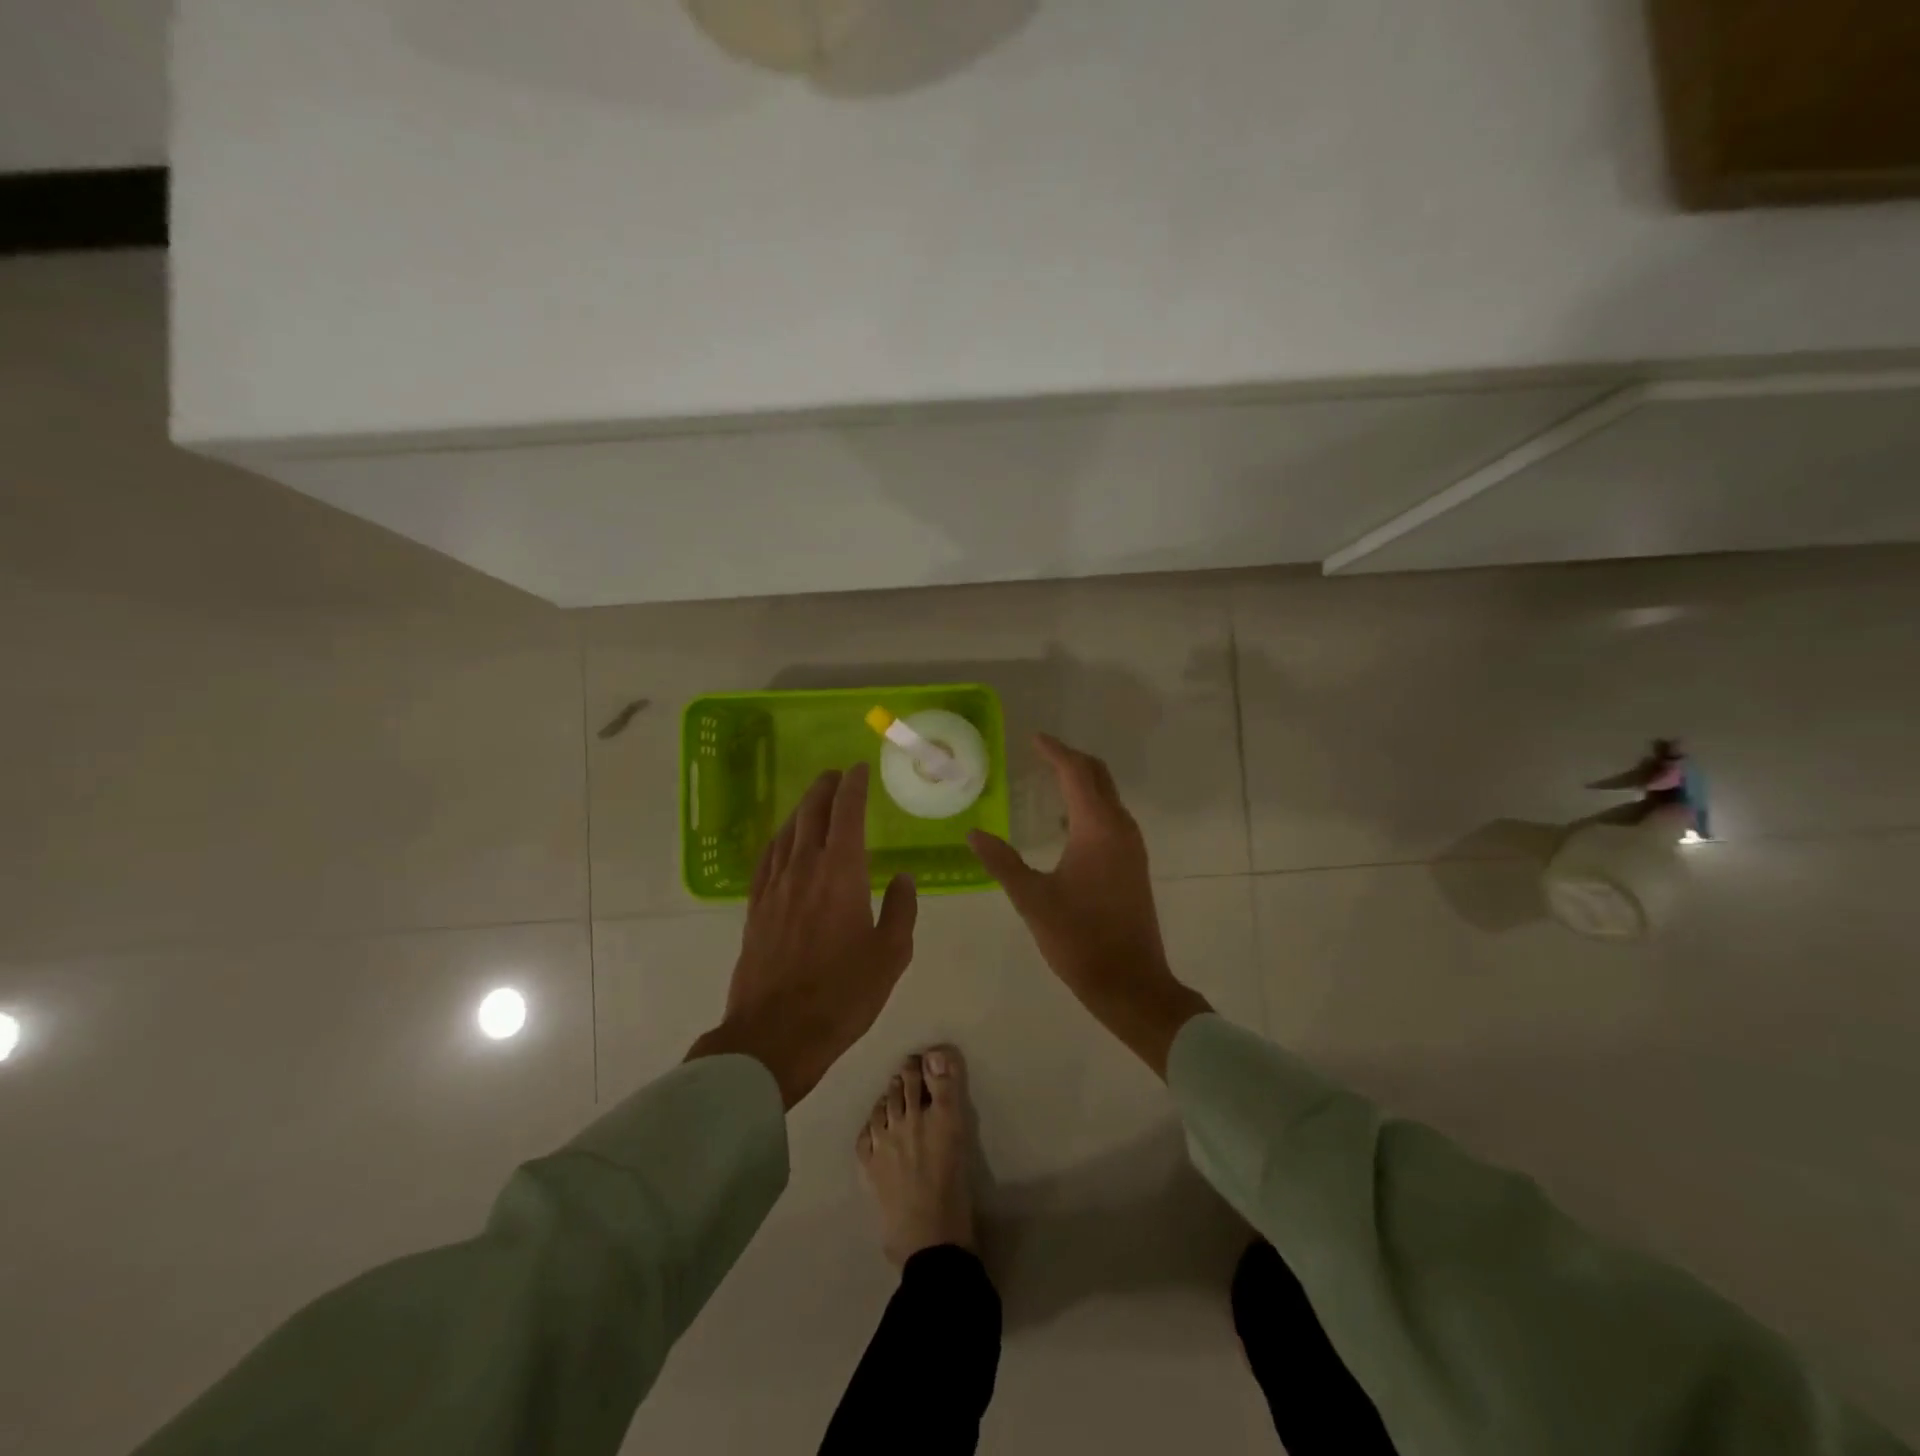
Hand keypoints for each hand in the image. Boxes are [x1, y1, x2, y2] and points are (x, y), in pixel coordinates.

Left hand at [688, 763, 917, 1108]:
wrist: (775, 1033)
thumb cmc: (843, 994)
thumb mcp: (890, 955)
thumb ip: (900, 910)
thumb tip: (902, 878)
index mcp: (841, 873)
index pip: (846, 813)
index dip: (853, 786)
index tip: (860, 768)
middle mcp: (804, 868)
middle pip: (811, 813)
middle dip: (825, 788)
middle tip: (837, 775)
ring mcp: (775, 887)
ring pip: (787, 832)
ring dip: (801, 808)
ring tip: (813, 799)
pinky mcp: (756, 908)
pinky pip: (767, 858)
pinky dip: (779, 838)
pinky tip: (783, 840)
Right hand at [967, 735, 1210, 1077]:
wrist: (1130, 982)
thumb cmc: (1079, 938)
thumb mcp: (1032, 899)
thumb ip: (1002, 861)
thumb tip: (974, 833)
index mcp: (1097, 828)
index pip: (1076, 773)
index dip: (1054, 751)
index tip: (1032, 738)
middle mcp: (1120, 828)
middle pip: (1098, 776)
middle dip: (1070, 759)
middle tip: (1039, 753)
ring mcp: (1131, 846)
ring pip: (1107, 796)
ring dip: (1081, 781)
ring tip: (1047, 780)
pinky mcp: (1133, 863)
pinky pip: (1111, 817)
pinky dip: (1089, 805)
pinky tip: (1065, 823)